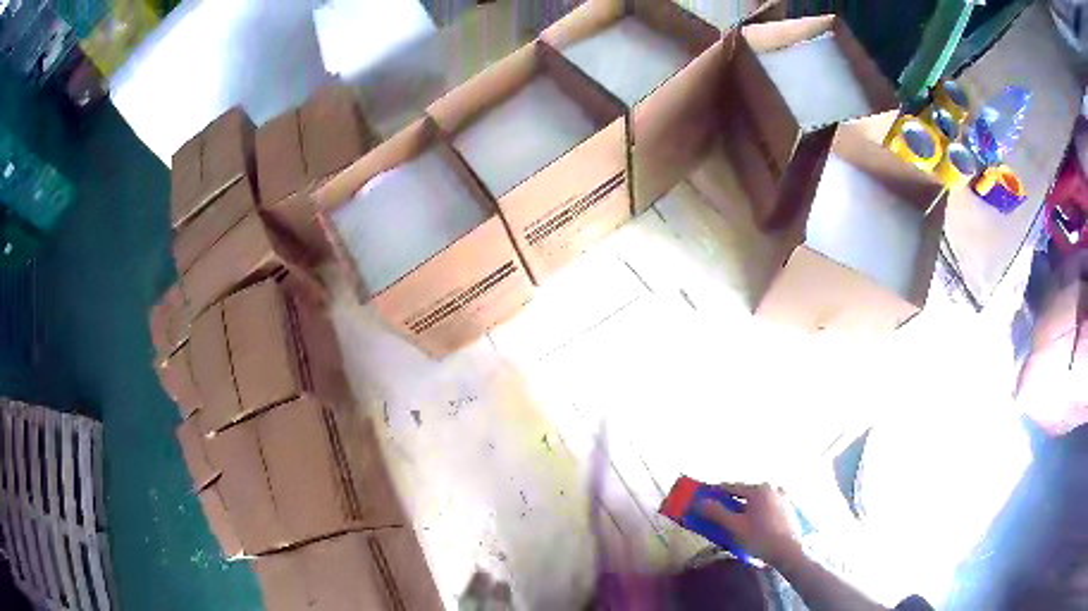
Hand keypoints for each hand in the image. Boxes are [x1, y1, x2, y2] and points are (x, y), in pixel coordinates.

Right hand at [697, 482, 802, 567]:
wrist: (788, 551)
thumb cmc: (760, 538)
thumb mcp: (735, 527)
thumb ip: (717, 512)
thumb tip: (700, 502)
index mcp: (759, 489)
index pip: (732, 487)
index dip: (716, 491)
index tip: (705, 494)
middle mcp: (772, 488)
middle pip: (747, 492)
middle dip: (733, 500)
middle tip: (720, 510)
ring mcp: (783, 497)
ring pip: (759, 499)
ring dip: (747, 505)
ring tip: (738, 517)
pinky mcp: (789, 508)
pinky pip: (769, 505)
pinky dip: (760, 509)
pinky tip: (756, 521)